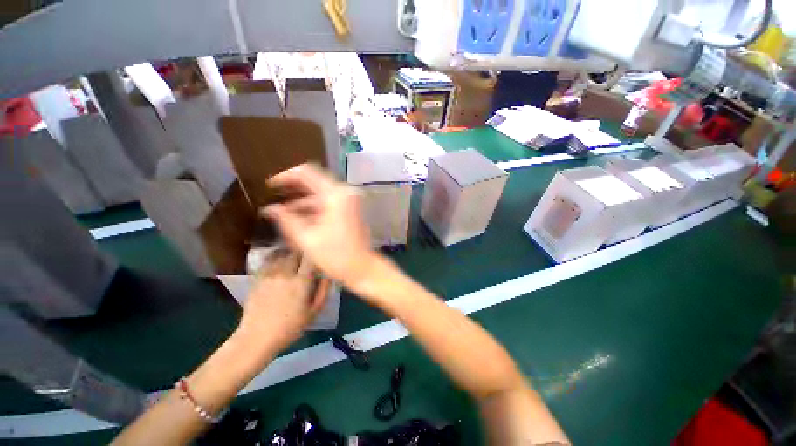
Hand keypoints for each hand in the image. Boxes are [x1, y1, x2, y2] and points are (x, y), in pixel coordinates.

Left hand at [237, 250, 328, 353]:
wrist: (257, 338)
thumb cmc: (290, 327)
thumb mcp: (314, 311)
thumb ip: (324, 290)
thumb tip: (329, 273)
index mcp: (302, 281)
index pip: (311, 257)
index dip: (317, 254)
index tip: (320, 257)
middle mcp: (286, 273)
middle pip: (297, 252)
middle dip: (305, 254)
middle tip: (308, 261)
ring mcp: (270, 274)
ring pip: (284, 254)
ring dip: (292, 255)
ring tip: (296, 261)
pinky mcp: (258, 277)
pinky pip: (270, 260)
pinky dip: (278, 258)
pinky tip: (282, 264)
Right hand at [262, 164, 376, 288]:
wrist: (362, 268)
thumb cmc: (336, 255)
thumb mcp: (307, 238)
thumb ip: (287, 220)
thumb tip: (269, 209)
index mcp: (335, 195)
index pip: (307, 173)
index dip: (286, 176)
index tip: (270, 185)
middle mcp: (345, 192)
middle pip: (314, 182)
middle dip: (292, 189)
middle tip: (272, 196)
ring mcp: (349, 200)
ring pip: (320, 194)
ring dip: (302, 202)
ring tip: (281, 212)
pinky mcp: (350, 209)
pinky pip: (328, 203)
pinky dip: (313, 209)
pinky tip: (298, 218)